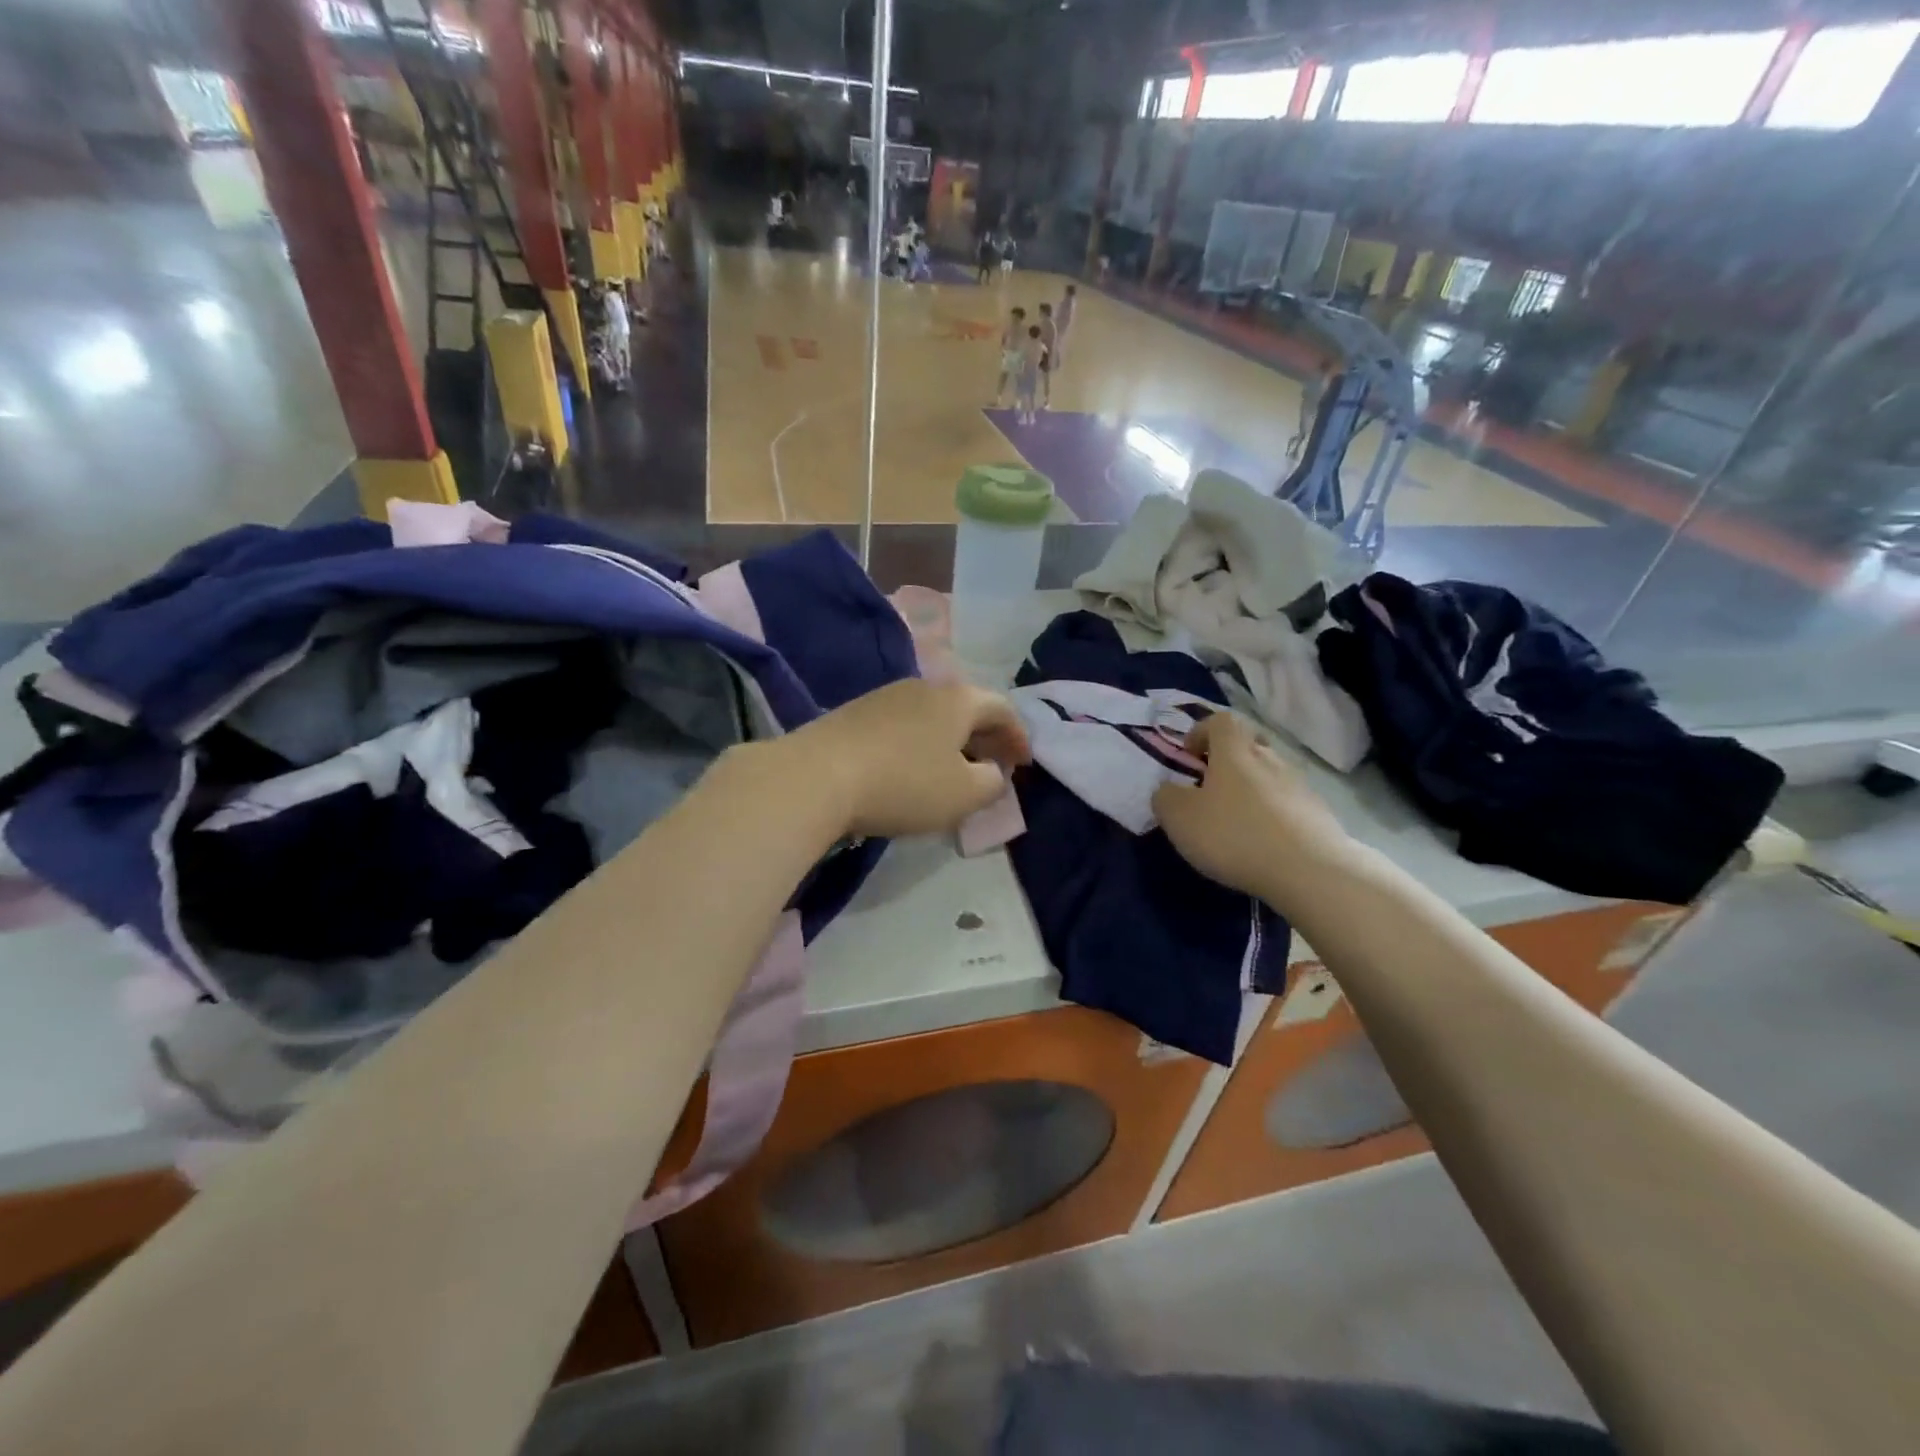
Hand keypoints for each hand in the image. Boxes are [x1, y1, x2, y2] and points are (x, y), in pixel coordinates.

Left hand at [784, 679, 1030, 838]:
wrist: (816, 776)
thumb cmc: (904, 784)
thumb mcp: (963, 794)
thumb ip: (991, 782)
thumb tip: (991, 772)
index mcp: (958, 699)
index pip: (1002, 708)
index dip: (1019, 736)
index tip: (1024, 764)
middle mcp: (924, 686)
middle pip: (967, 706)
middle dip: (987, 736)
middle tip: (995, 764)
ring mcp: (886, 696)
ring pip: (934, 714)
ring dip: (952, 739)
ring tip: (955, 768)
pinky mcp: (855, 712)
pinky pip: (904, 724)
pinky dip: (921, 742)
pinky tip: (913, 767)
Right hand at [1152, 712, 1354, 907]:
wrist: (1310, 870)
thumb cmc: (1234, 835)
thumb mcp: (1179, 818)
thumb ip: (1166, 797)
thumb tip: (1169, 790)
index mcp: (1234, 752)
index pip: (1220, 721)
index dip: (1201, 731)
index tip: (1189, 756)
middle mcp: (1270, 758)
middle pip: (1248, 744)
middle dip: (1228, 760)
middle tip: (1211, 788)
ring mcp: (1299, 785)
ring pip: (1269, 774)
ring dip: (1251, 789)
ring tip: (1236, 822)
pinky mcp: (1318, 814)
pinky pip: (1287, 803)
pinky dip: (1272, 814)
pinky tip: (1263, 843)